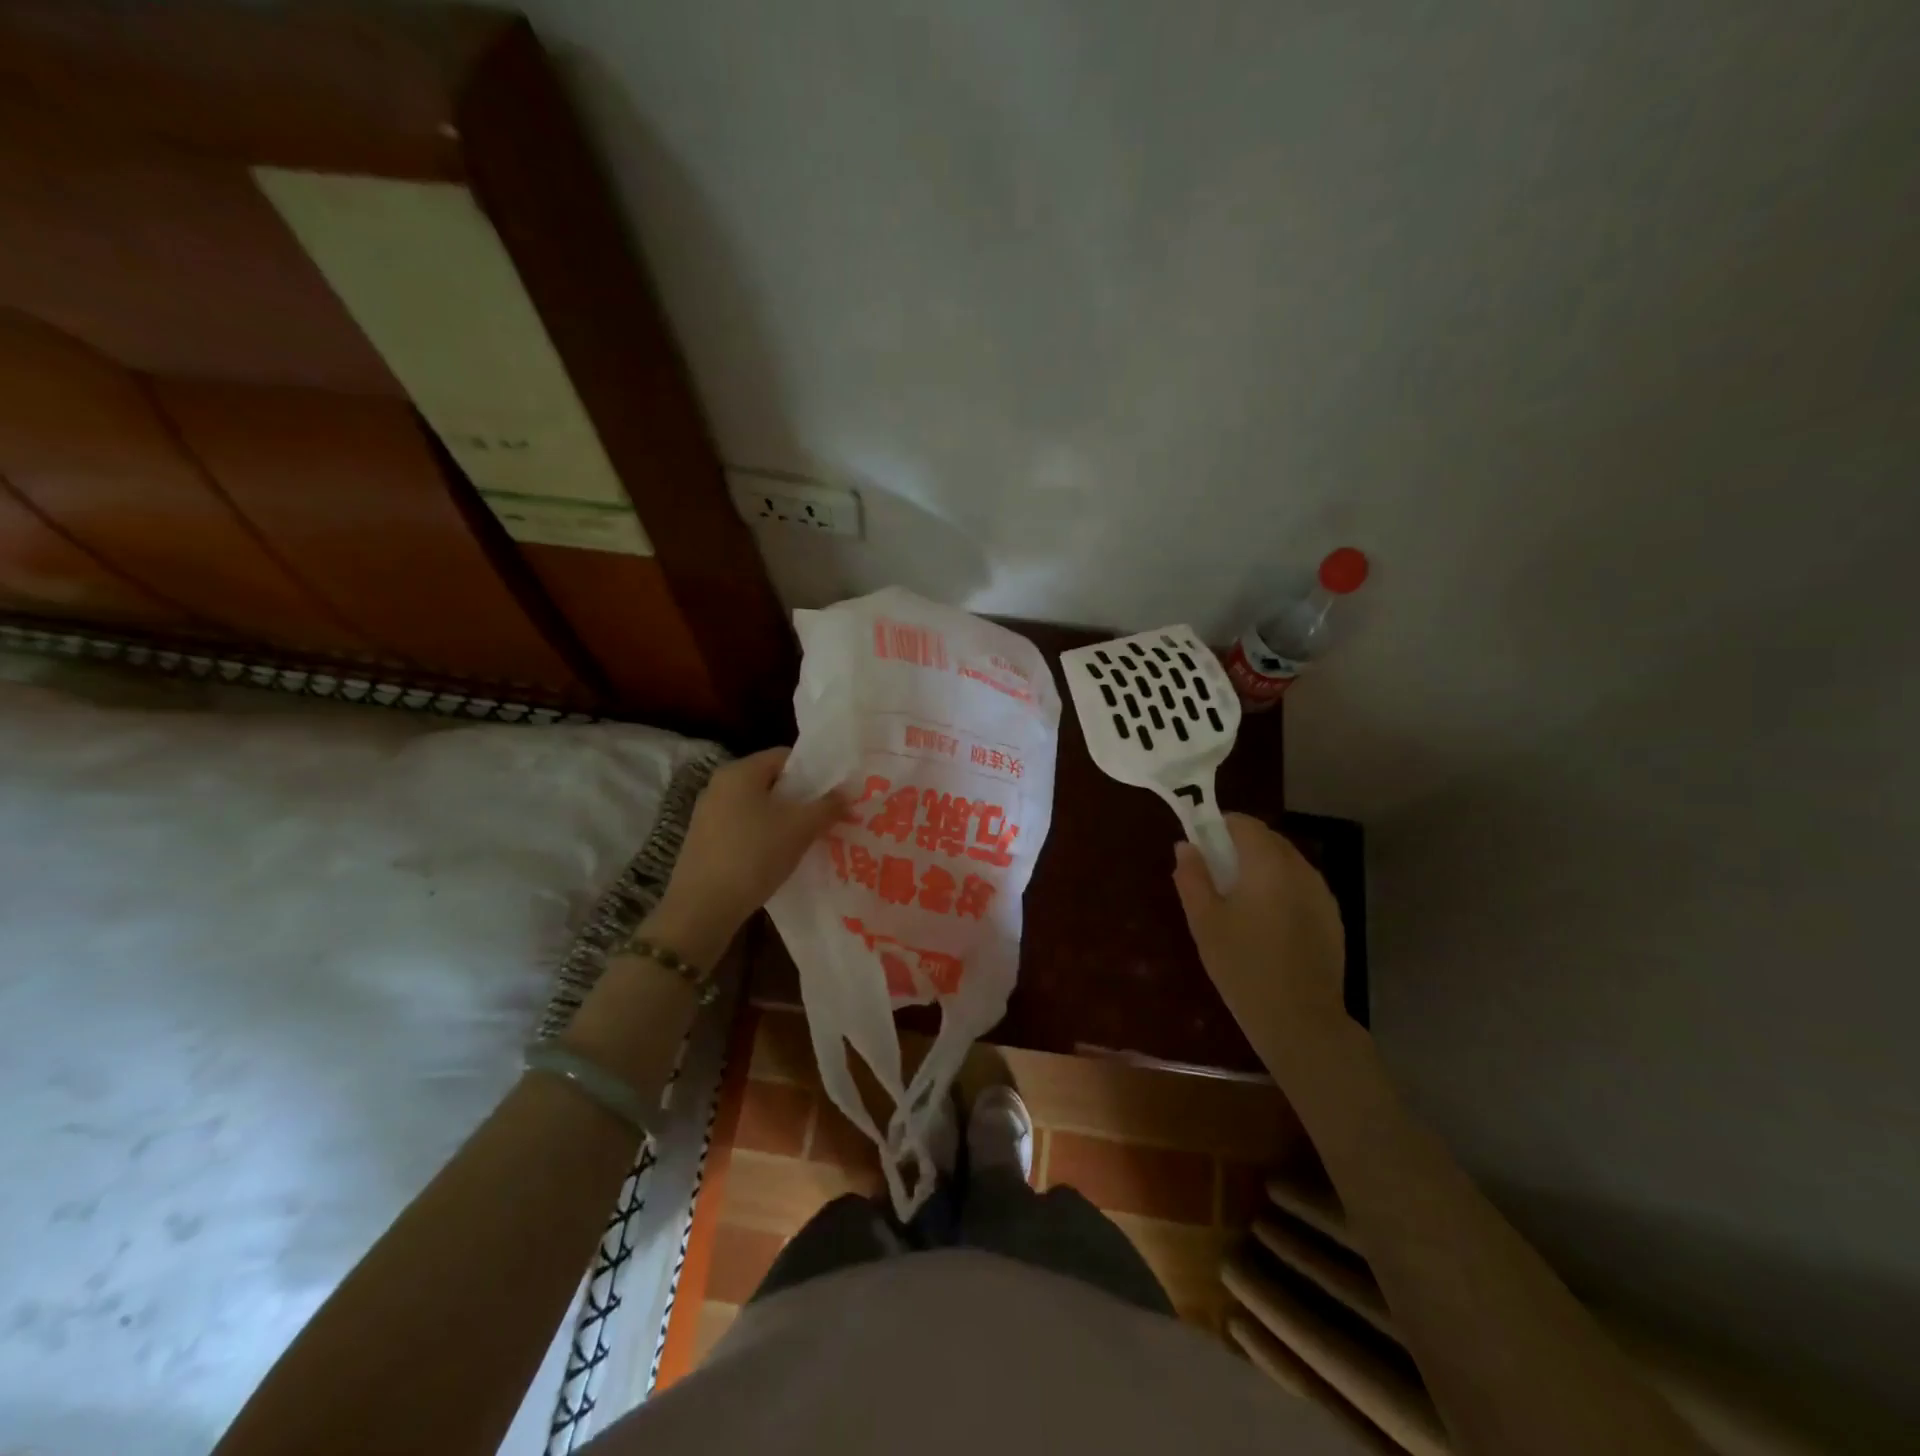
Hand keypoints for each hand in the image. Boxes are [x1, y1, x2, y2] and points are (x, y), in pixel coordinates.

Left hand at [650, 748, 846, 964]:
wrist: (702, 908)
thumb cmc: (754, 855)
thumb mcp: (800, 828)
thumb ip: (828, 806)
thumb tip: (847, 793)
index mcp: (740, 771)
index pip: (785, 756)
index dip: (814, 771)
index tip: (834, 792)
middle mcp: (719, 785)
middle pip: (770, 781)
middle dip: (800, 797)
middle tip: (827, 816)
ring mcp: (708, 814)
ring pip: (757, 806)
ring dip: (783, 819)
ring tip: (808, 838)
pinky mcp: (704, 841)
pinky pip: (743, 827)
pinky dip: (764, 835)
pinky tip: (779, 856)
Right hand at [1173, 813, 1346, 1029]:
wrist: (1300, 1019)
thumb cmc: (1243, 965)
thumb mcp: (1204, 921)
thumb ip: (1193, 877)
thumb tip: (1186, 846)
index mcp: (1268, 863)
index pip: (1244, 824)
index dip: (1219, 827)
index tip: (1200, 846)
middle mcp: (1300, 869)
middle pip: (1268, 840)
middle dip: (1240, 847)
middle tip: (1214, 874)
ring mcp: (1322, 894)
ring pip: (1286, 863)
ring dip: (1261, 868)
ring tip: (1238, 901)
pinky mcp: (1332, 917)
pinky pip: (1301, 887)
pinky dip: (1281, 890)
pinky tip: (1266, 923)